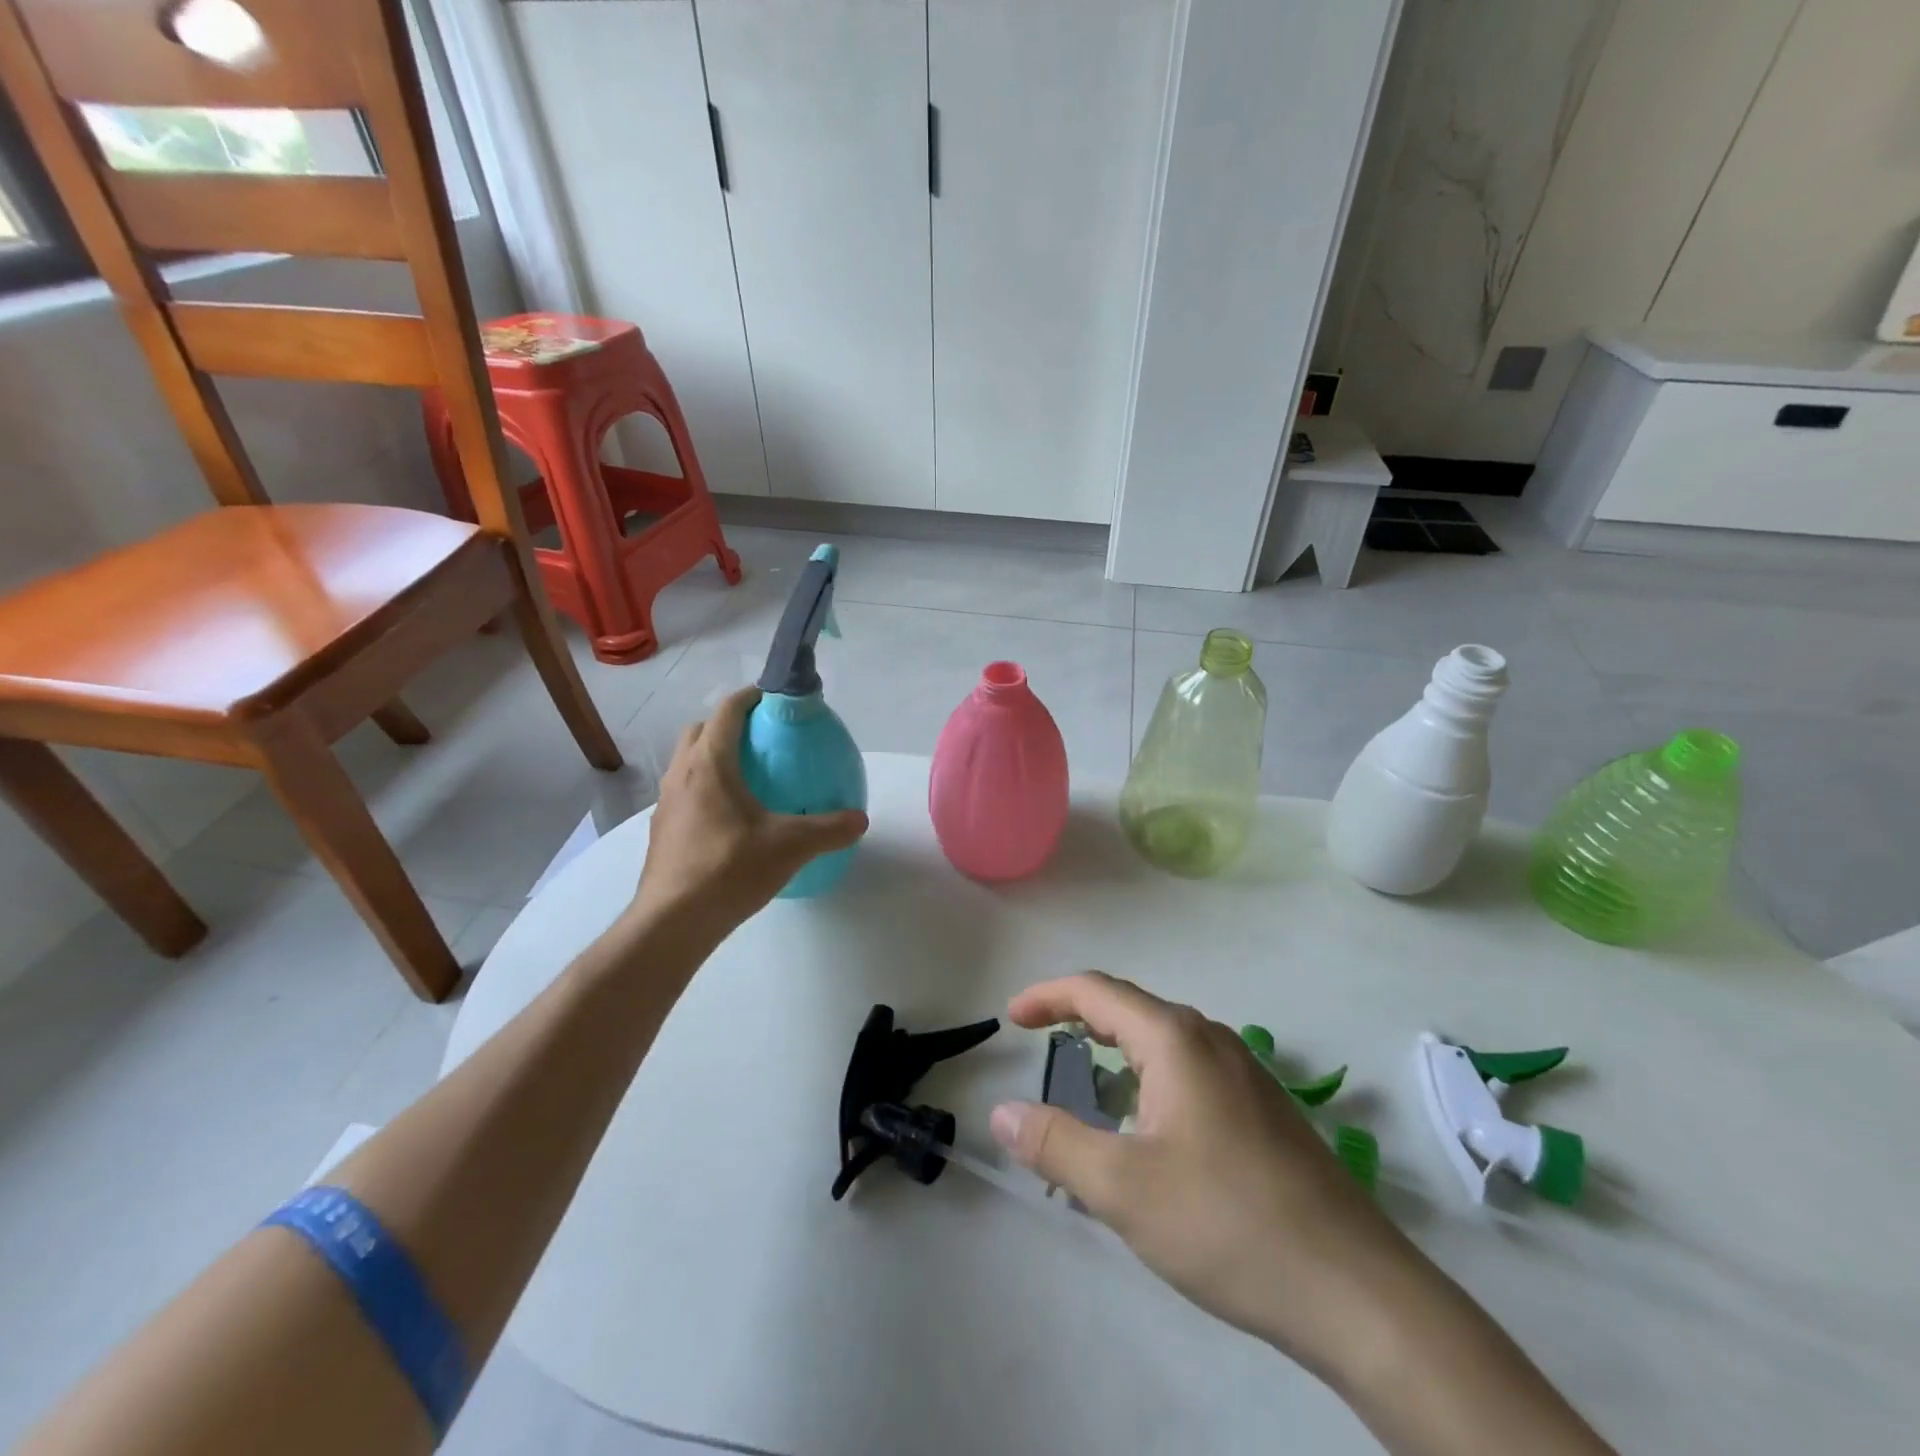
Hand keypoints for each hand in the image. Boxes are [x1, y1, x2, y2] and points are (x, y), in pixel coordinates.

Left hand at [634, 687, 867, 933]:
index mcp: (710, 764)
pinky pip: (685, 792)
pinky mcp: (662, 830)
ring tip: (748, 778)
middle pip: (700, 731)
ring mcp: (666, 803)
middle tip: (761, 739)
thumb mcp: (791, 846)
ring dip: (713, 757)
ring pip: (687, 762)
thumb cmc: (730, 869)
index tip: (773, 698)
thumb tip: (860, 819)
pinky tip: (730, 819)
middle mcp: (681, 774)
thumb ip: (830, 828)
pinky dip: (705, 789)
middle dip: (728, 724)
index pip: (727, 712)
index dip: (750, 697)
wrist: (673, 922)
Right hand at [988, 973, 1425, 1381]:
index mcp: (1175, 1040)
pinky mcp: (1263, 1108)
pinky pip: (1190, 1070)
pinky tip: (1149, 1128)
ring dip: (1118, 1051)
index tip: (1013, 1017)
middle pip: (1131, 1009)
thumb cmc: (1227, 1223)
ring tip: (1088, 1087)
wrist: (1356, 1292)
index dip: (1048, 996)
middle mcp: (1211, 1040)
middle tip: (1041, 1043)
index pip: (1097, 991)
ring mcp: (1245, 1072)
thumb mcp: (1124, 1189)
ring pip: (1164, 1041)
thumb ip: (1055, 1144)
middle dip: (1080, 1019)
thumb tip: (1002, 1112)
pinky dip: (1150, 1078)